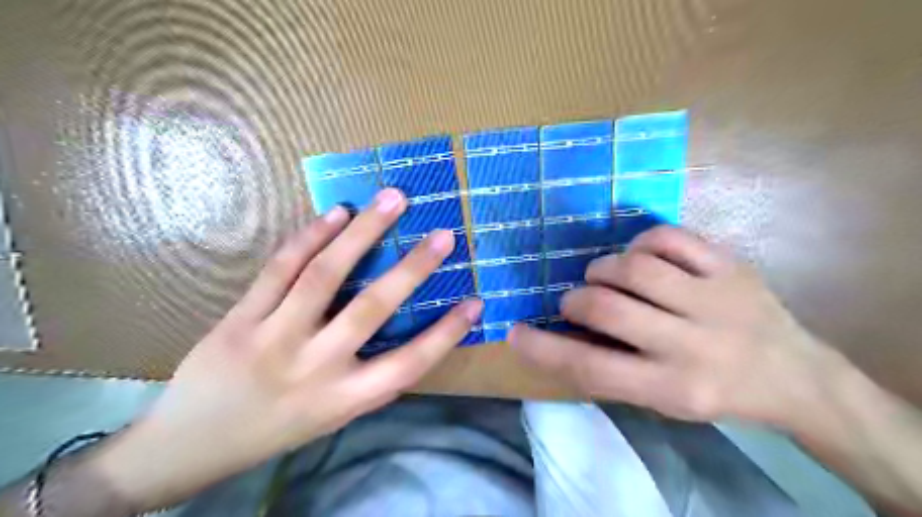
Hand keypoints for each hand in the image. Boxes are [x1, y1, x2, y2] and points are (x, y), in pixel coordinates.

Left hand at [92, 188, 482, 511]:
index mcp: (345, 398)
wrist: (190, 445)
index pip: (409, 363)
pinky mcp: (239, 319)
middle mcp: (315, 367)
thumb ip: (370, 377)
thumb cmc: (277, 429)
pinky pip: (279, 269)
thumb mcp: (334, 415)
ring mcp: (273, 338)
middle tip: (444, 234)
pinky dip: (311, 236)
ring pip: (324, 275)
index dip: (447, 333)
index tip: (476, 302)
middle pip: (371, 309)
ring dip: (363, 232)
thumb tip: (407, 332)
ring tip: (392, 200)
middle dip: (413, 268)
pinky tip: (337, 213)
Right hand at [511, 225, 840, 428]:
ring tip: (604, 276)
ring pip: (634, 267)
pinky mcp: (730, 266)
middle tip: (574, 301)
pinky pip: (668, 237)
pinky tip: (639, 255)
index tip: (515, 333)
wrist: (796, 378)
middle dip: (576, 300)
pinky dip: (640, 242)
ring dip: (603, 268)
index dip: (544, 349)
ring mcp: (714, 299)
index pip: (590, 368)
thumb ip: (612, 370)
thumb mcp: (662, 401)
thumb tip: (563, 334)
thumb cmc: (715, 394)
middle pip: (607, 308)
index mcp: (672, 388)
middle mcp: (692, 344)